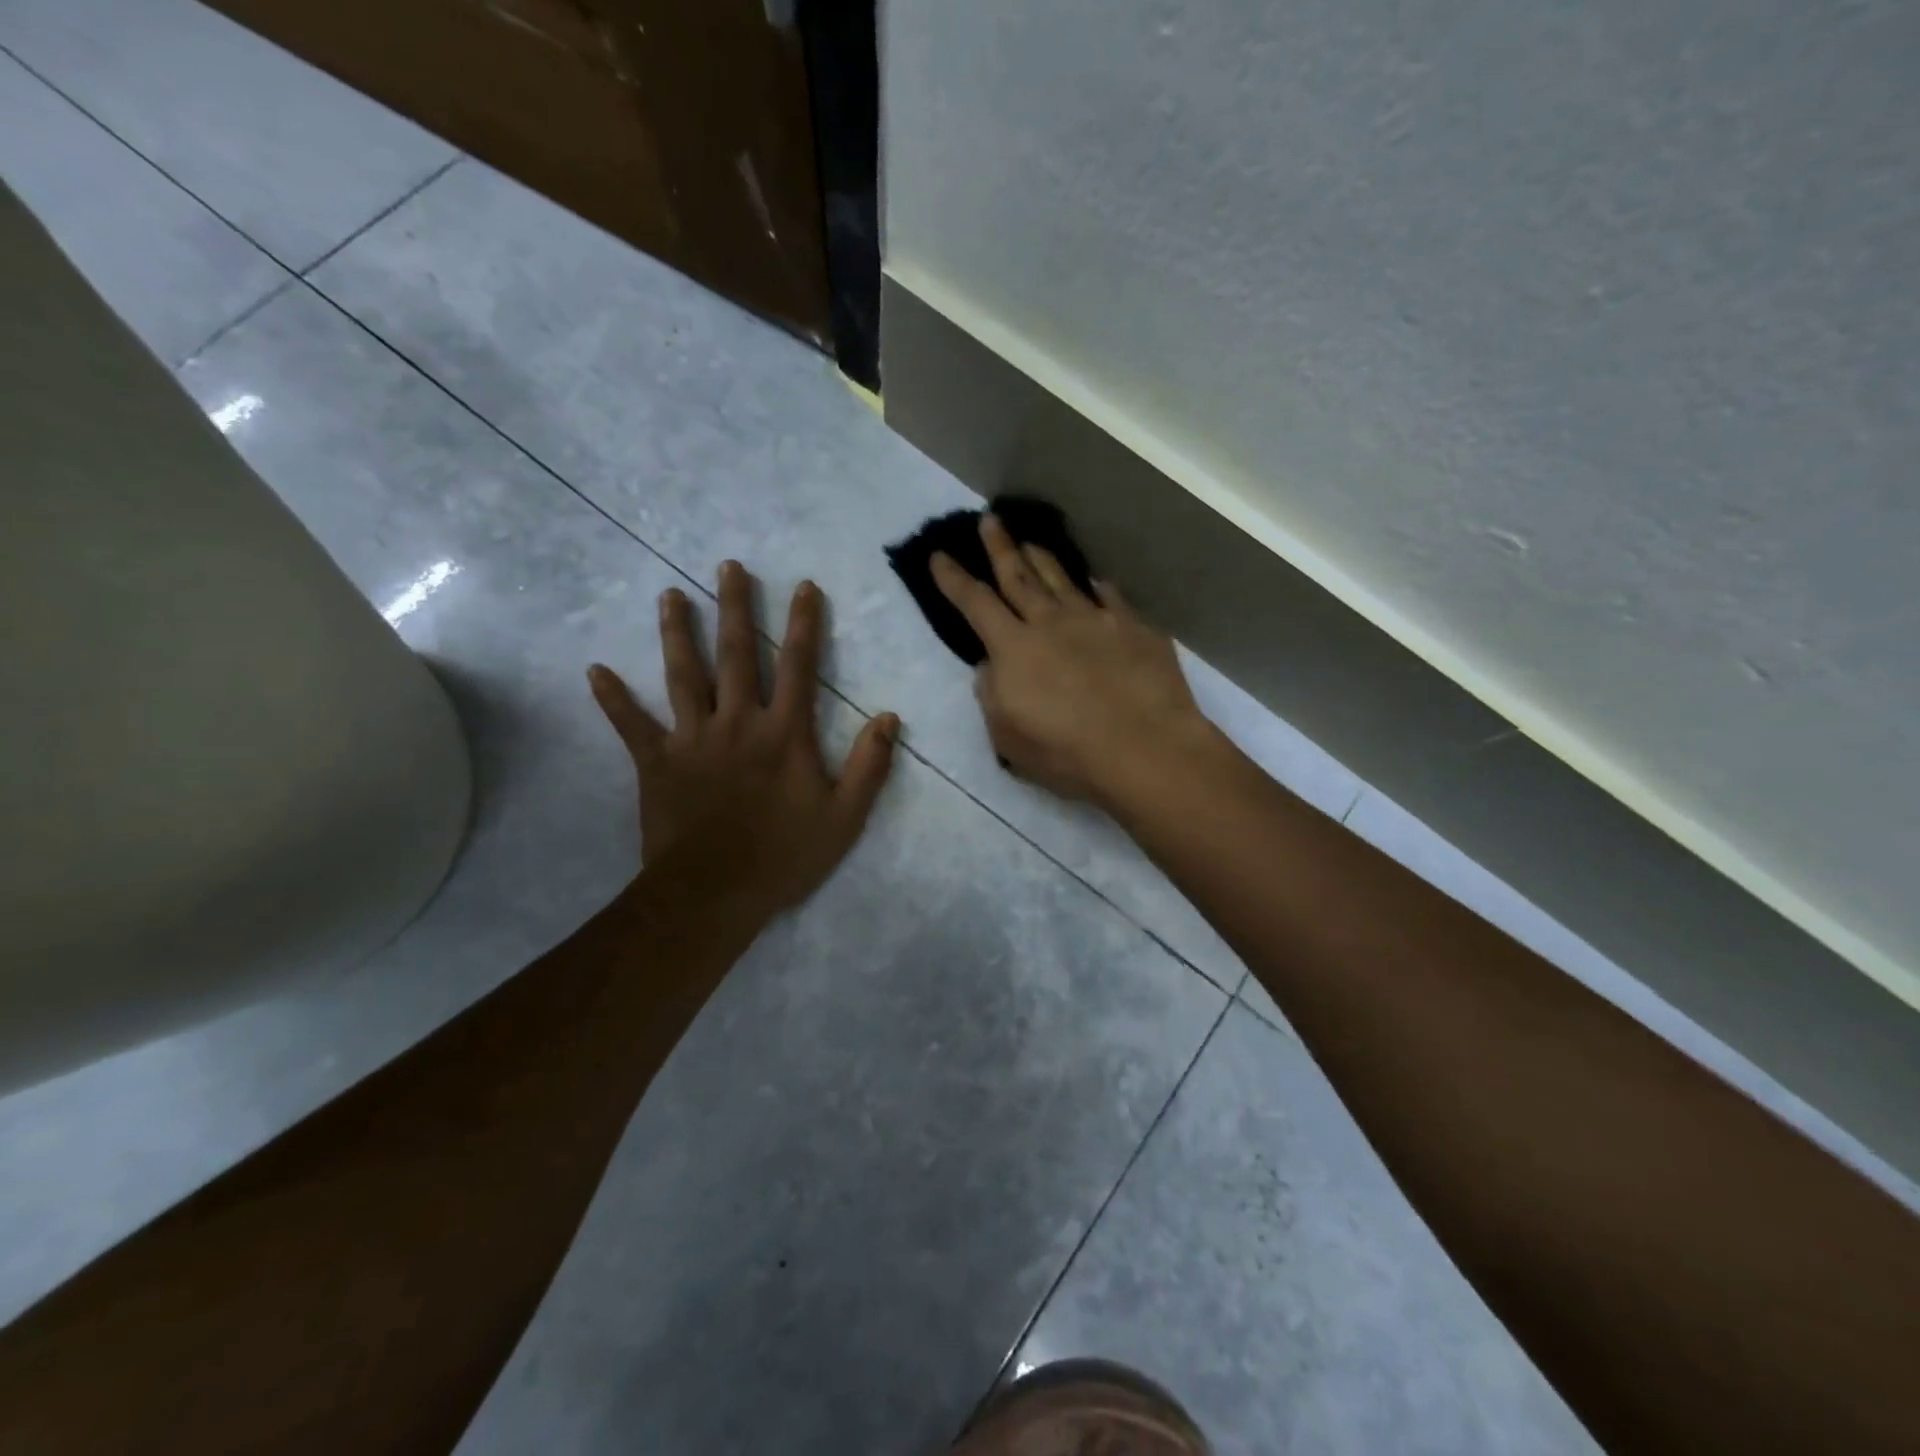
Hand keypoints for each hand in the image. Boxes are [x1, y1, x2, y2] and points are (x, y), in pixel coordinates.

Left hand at [588, 561, 899, 918]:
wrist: (715, 894)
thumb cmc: (785, 855)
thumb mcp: (845, 817)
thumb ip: (869, 765)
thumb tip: (889, 717)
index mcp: (784, 733)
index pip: (798, 666)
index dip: (803, 624)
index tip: (803, 586)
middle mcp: (737, 722)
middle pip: (736, 655)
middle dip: (735, 608)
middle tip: (727, 566)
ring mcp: (692, 739)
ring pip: (683, 676)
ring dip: (677, 634)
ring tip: (670, 596)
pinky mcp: (656, 762)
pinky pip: (631, 725)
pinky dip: (613, 699)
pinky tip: (595, 670)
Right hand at [930, 514, 1217, 806]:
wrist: (1145, 748)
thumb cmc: (1067, 752)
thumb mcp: (1008, 737)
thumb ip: (992, 696)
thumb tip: (990, 667)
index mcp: (1014, 649)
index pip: (975, 604)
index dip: (954, 579)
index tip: (939, 555)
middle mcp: (1051, 623)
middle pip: (1019, 577)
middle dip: (1000, 547)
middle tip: (990, 519)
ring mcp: (1096, 620)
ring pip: (1062, 580)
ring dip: (1043, 558)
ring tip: (1032, 541)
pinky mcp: (1134, 628)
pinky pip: (1110, 598)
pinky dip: (1097, 587)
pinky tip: (1095, 581)